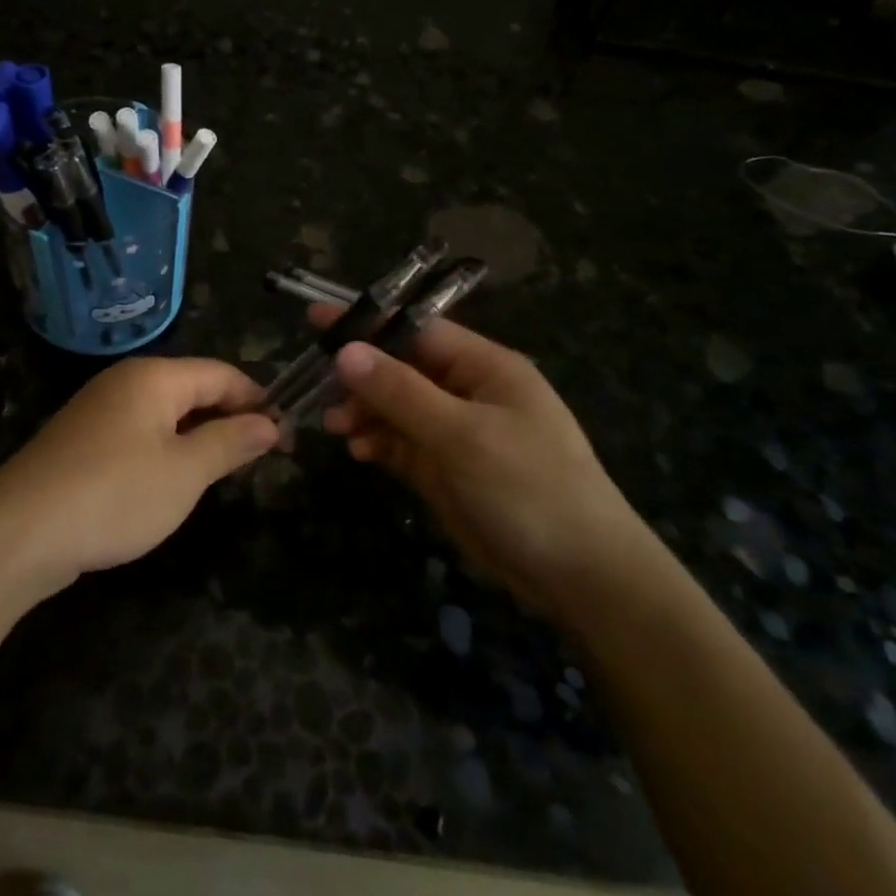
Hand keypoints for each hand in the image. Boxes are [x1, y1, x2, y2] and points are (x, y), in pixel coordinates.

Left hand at [0, 357, 277, 586]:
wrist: (19, 531)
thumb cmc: (115, 494)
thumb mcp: (185, 472)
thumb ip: (229, 442)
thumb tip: (269, 423)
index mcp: (154, 377)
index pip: (222, 373)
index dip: (257, 400)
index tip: (285, 436)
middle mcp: (125, 381)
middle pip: (192, 388)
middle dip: (229, 417)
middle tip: (260, 458)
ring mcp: (98, 409)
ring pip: (165, 412)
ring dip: (198, 435)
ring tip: (223, 471)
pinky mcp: (81, 439)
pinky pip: (138, 432)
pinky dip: (165, 448)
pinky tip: (171, 481)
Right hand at [309, 303, 650, 615]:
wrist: (579, 576)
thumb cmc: (529, 488)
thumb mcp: (462, 435)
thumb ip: (401, 392)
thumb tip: (345, 351)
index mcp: (484, 367)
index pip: (416, 330)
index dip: (367, 323)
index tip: (315, 319)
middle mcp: (467, 391)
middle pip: (400, 368)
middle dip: (359, 376)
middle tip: (316, 386)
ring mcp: (455, 432)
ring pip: (395, 407)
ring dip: (363, 411)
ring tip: (333, 424)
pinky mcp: (444, 469)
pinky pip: (400, 443)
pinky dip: (377, 442)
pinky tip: (358, 450)